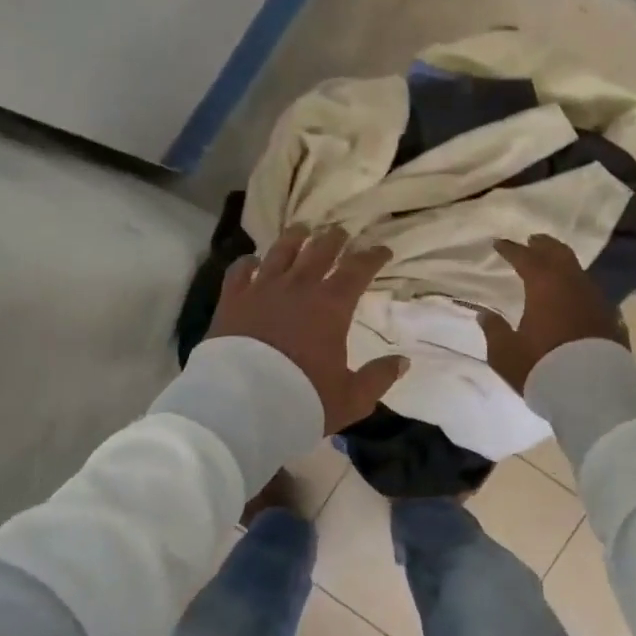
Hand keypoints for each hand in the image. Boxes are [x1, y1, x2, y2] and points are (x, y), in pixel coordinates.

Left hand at [207, 225, 406, 433]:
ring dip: (294, 237)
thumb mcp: (350, 398)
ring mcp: (262, 288)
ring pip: (281, 251)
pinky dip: (249, 262)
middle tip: (340, 232)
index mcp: (331, 305)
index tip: (382, 250)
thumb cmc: (302, 400)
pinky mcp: (232, 299)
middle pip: (319, 250)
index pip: (358, 269)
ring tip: (301, 229)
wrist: (241, 406)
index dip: (373, 256)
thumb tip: (402, 361)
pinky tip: (252, 260)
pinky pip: (240, 270)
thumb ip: (378, 378)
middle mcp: (298, 287)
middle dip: (334, 239)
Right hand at [478, 234, 627, 392]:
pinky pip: (592, 294)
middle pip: (559, 254)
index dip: (511, 249)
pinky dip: (579, 289)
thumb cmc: (542, 367)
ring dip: (564, 265)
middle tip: (533, 241)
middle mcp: (573, 284)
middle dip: (544, 245)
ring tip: (553, 267)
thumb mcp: (506, 353)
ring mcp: (596, 300)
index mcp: (544, 285)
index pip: (526, 258)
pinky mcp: (612, 319)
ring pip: (579, 272)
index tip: (500, 243)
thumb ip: (494, 330)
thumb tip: (484, 314)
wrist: (593, 393)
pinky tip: (576, 298)